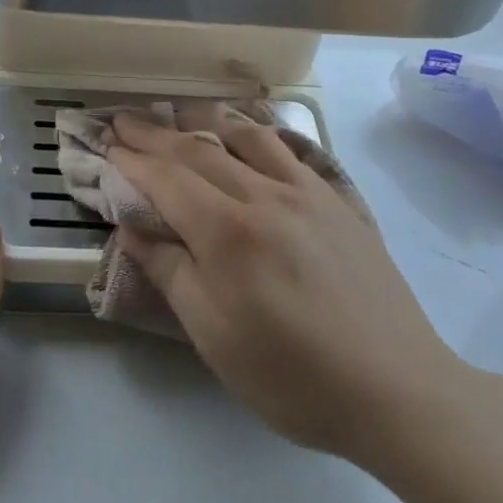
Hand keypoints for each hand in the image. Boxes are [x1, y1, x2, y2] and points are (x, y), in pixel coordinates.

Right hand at [108, 107, 464, 468]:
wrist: (397, 390)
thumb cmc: (292, 376)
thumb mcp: (214, 336)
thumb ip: (170, 272)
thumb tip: (132, 227)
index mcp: (229, 232)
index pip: (167, 179)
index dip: (132, 160)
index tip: (105, 144)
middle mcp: (265, 196)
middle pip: (199, 151)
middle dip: (155, 134)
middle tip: (125, 120)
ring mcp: (306, 193)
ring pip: (246, 137)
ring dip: (204, 120)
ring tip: (179, 113)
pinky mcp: (337, 200)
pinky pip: (289, 149)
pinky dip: (257, 132)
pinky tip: (250, 133)